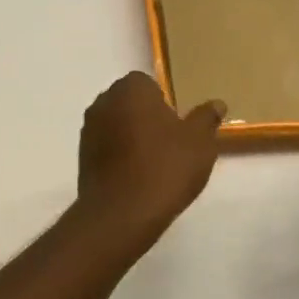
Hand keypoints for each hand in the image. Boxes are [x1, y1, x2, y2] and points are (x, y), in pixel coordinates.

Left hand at [76, 72, 224, 241]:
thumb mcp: (199, 143)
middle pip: (130, 102)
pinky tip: (136, 177)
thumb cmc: (165, 168)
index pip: (148, 84)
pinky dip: (119, 155)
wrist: (121, 214)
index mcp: (131, 89)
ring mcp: (89, 130)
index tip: (178, 126)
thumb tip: (217, 104)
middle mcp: (104, 102)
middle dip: (147, 117)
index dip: (165, 103)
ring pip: (117, 124)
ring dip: (131, 136)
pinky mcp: (82, 156)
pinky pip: (106, 147)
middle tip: (170, 144)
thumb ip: (206, 118)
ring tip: (154, 164)